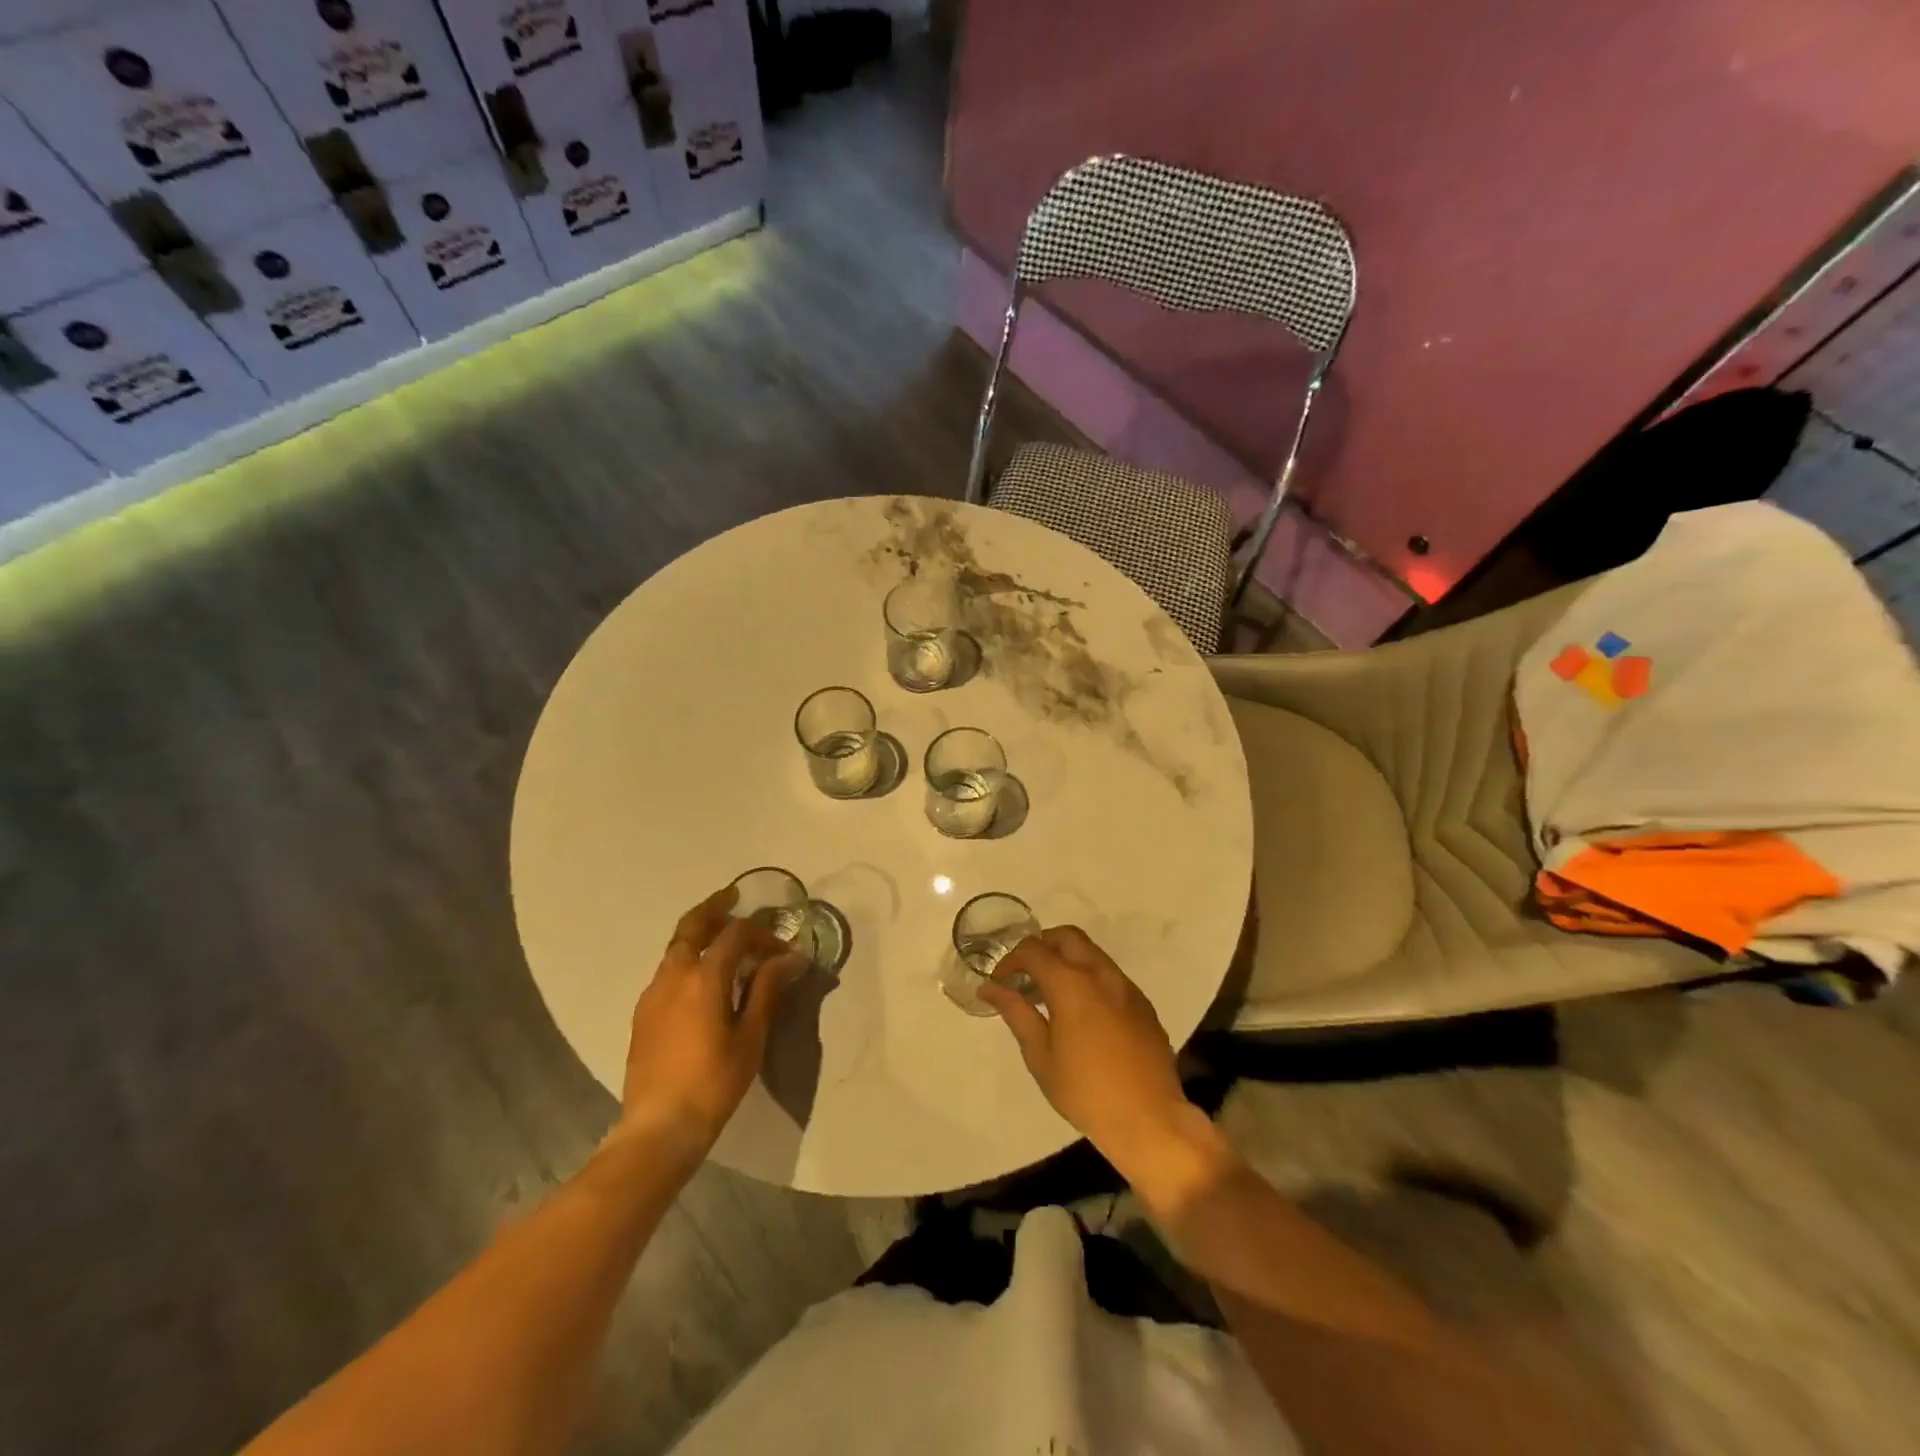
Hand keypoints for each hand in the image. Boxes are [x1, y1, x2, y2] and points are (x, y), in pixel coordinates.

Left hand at [615, 885, 803, 1157]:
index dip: (762, 934)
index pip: (735, 935)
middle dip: (715, 908)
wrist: (658, 1127)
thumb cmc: (713, 1082)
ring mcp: (653, 994)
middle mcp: (673, 976)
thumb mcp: (750, 1036)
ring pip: (676, 947)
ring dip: (699, 932)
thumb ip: (767, 990)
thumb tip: (790, 957)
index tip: (783, 950)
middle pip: (692, 926)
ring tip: (722, 935)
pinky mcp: (643, 1013)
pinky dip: (687, 957)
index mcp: (703, 978)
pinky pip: (668, 970)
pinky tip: (703, 977)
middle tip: (734, 897)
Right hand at [978, 926, 1209, 1182]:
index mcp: (1071, 983)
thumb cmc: (1085, 1091)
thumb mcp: (1040, 1055)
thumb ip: (1016, 1012)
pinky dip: (1089, 978)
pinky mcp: (1142, 1003)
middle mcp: (1100, 973)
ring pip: (1091, 952)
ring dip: (1067, 960)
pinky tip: (1082, 1013)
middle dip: (1041, 946)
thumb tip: (989, 987)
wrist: (1149, 1119)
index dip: (1010, 960)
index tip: (1000, 982)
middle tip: (1026, 975)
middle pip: (1067, 936)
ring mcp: (1126, 986)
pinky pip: (1110, 975)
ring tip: (1051, 994)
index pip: (1033, 950)